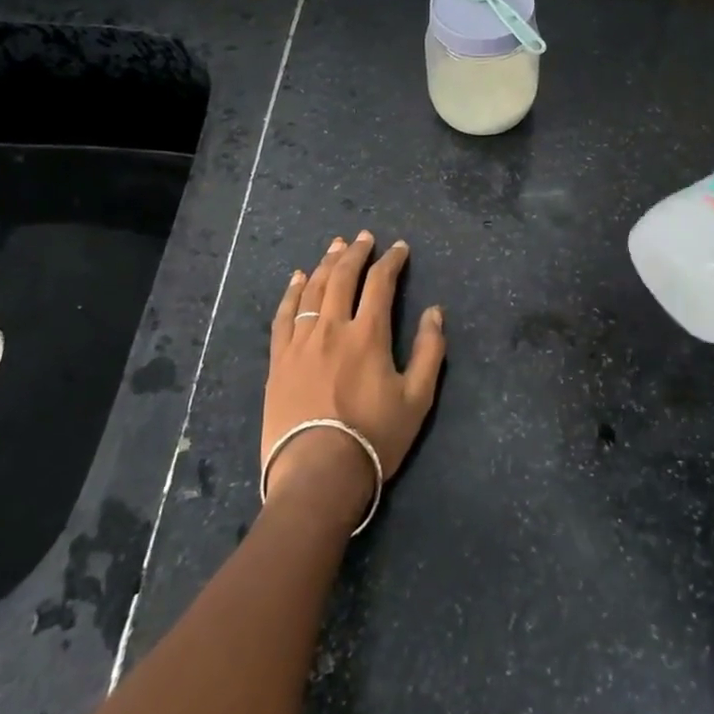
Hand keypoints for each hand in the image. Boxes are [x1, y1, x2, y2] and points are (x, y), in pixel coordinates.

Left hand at [263, 233, 445, 515]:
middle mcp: (332, 328)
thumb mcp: (417, 399)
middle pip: (343, 277)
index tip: (399, 248)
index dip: (391, 261)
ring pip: (312, 290)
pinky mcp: (278, 360)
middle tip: (364, 237)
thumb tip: (435, 311)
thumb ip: (430, 350)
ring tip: (334, 246)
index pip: (380, 283)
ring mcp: (300, 343)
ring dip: (326, 264)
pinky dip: (291, 292)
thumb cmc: (373, 438)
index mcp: (368, 334)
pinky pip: (283, 315)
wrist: (317, 475)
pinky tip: (297, 278)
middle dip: (356, 252)